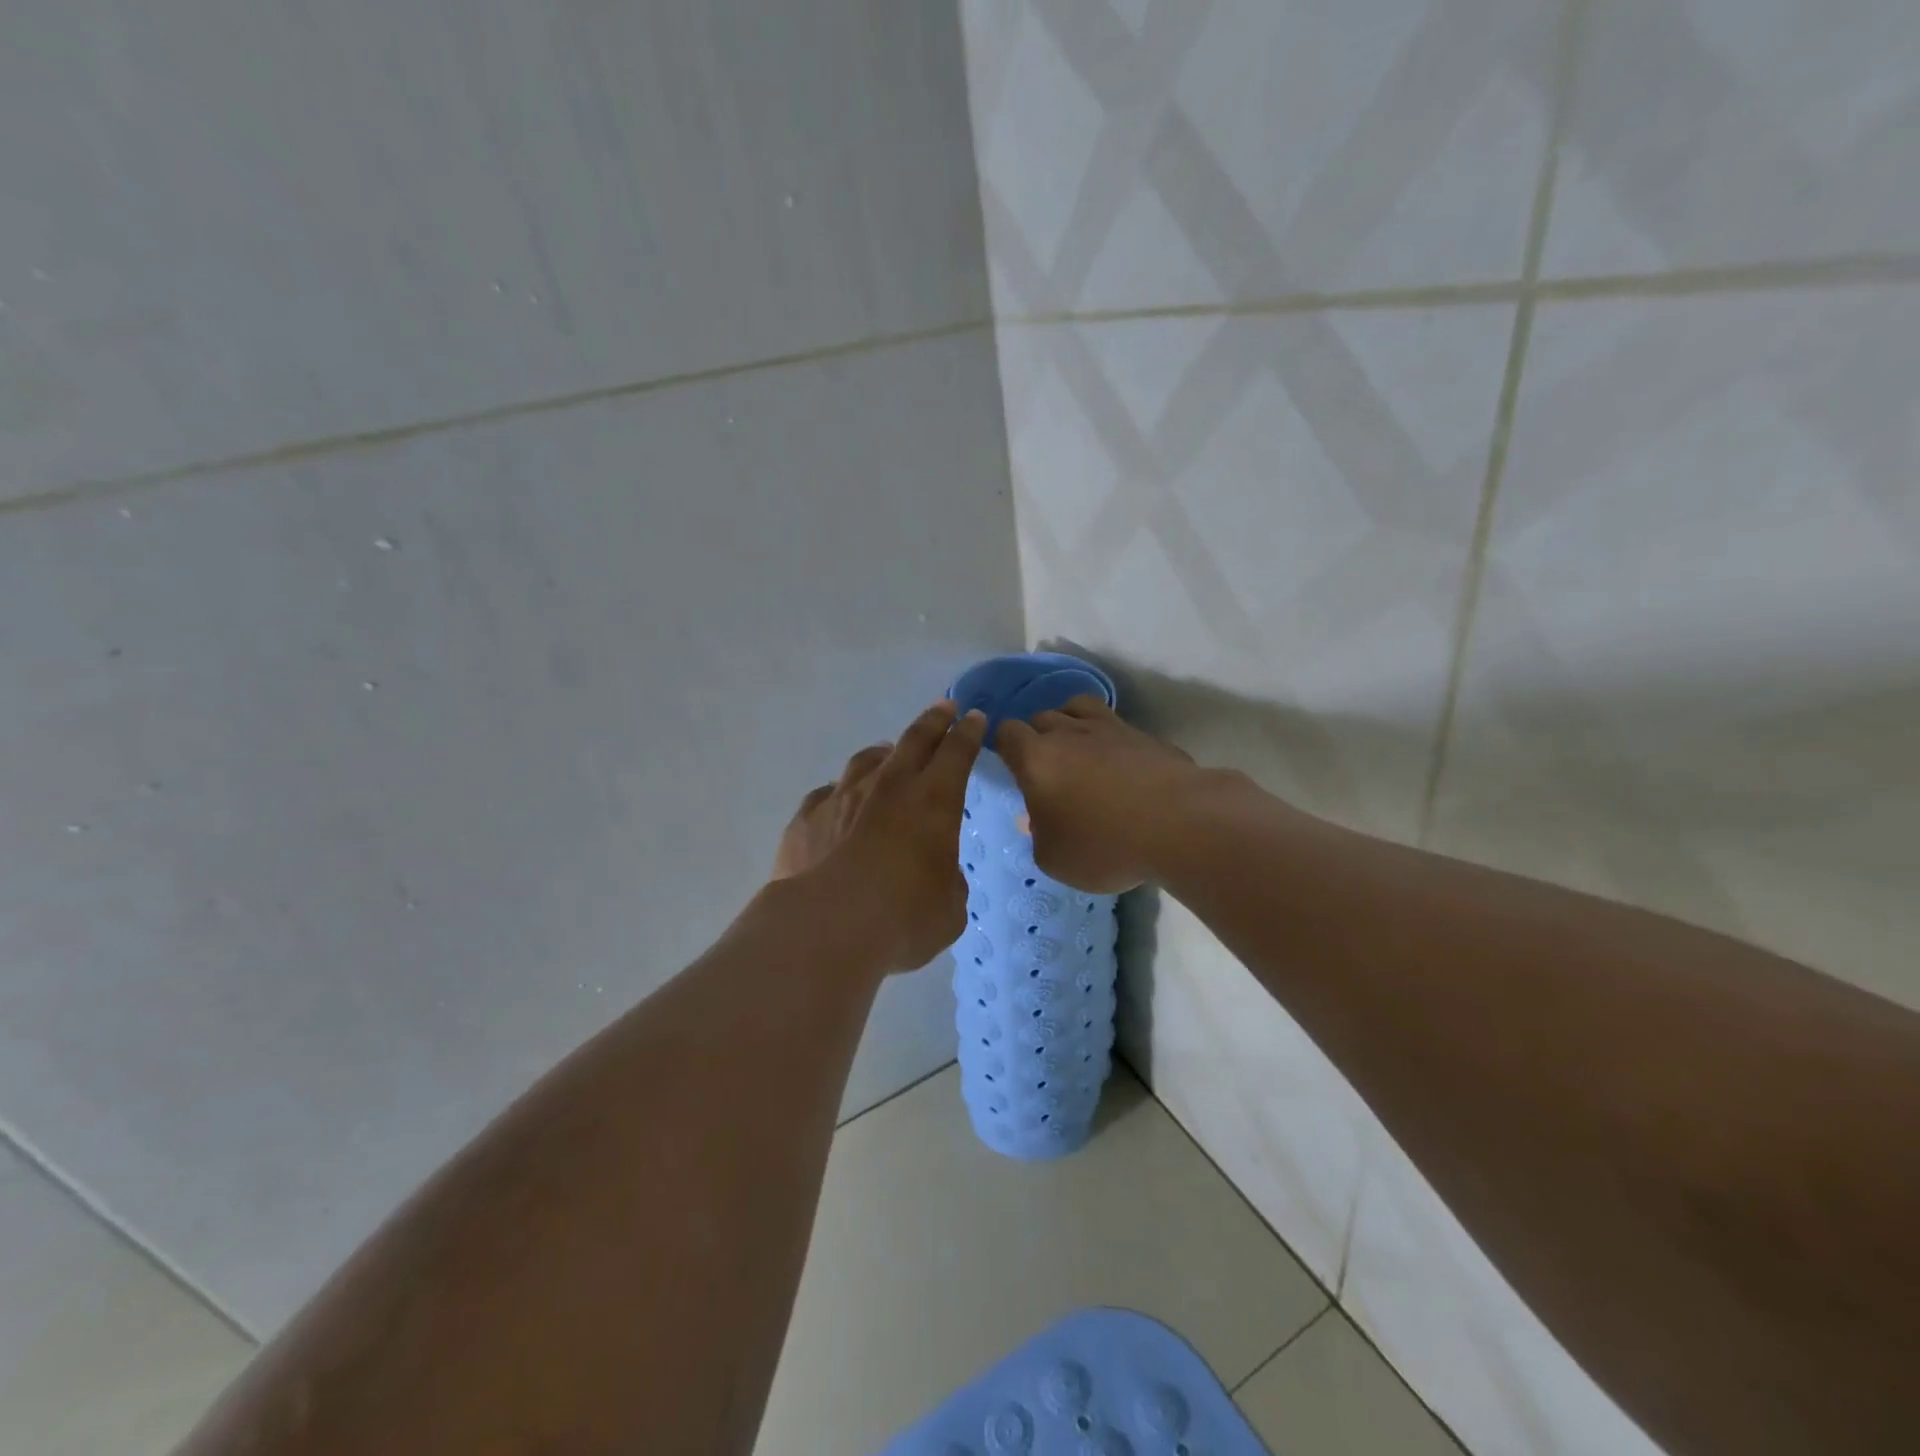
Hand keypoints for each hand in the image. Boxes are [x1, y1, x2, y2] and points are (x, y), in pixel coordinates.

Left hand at [773, 701, 987, 972]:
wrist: (826, 926)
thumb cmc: (903, 918)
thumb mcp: (949, 908)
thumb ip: (948, 883)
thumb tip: (937, 874)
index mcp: (934, 800)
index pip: (958, 752)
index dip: (969, 732)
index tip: (975, 718)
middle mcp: (889, 786)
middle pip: (915, 739)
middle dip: (933, 721)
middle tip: (944, 708)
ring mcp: (843, 796)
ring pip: (866, 759)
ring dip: (883, 754)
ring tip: (887, 755)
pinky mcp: (807, 817)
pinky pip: (827, 794)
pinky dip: (840, 794)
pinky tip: (838, 804)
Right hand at [994, 696, 1202, 893]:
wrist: (1180, 825)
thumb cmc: (1105, 846)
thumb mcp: (1055, 859)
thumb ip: (1038, 835)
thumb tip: (1037, 819)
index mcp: (1036, 759)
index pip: (1007, 733)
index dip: (1004, 745)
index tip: (1011, 765)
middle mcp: (1068, 733)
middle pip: (1041, 717)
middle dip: (1037, 736)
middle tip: (1046, 767)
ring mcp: (1109, 728)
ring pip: (1077, 706)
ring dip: (1070, 722)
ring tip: (1077, 748)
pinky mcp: (1144, 735)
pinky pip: (1115, 724)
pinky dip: (1108, 736)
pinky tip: (1117, 760)